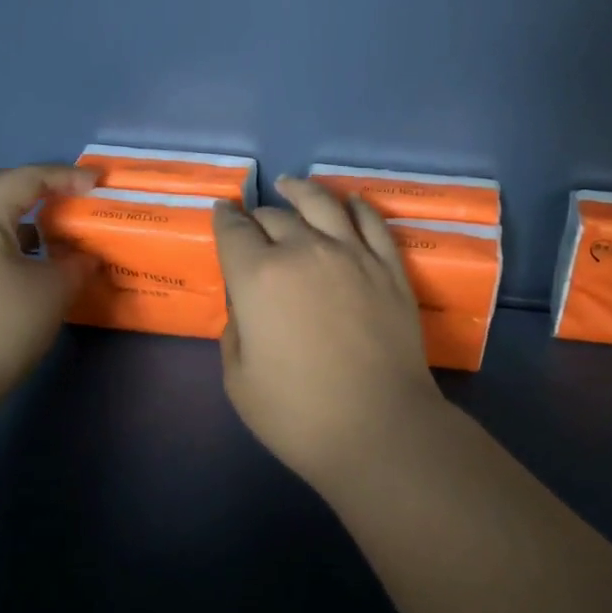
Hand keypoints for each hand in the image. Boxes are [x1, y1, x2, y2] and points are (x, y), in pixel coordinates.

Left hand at [0, 164, 97, 408]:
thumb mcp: (53, 292)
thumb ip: (77, 264)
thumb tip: (85, 255)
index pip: (27, 178)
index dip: (66, 177)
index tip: (98, 184)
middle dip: (27, 182)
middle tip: (59, 195)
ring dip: (13, 209)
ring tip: (47, 228)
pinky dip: (2, 232)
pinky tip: (27, 257)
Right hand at [213, 176, 445, 484]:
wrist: (380, 428)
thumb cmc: (298, 413)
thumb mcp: (239, 379)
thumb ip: (235, 330)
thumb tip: (247, 305)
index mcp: (258, 276)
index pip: (233, 231)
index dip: (224, 218)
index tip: (222, 213)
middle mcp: (303, 250)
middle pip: (275, 216)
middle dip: (258, 216)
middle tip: (254, 222)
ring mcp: (352, 254)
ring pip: (322, 203)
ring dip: (302, 190)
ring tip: (292, 185)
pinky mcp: (389, 267)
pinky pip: (370, 222)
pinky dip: (356, 205)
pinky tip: (349, 201)